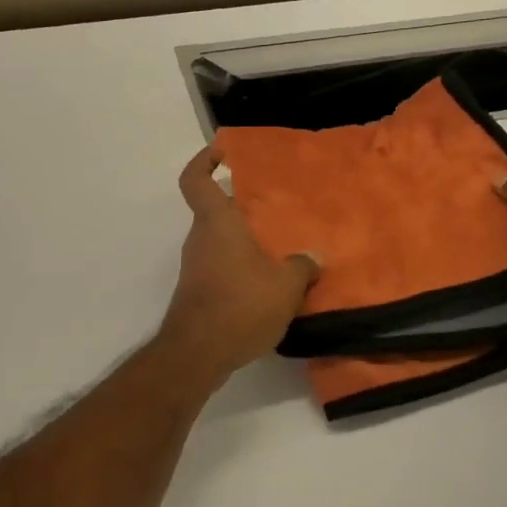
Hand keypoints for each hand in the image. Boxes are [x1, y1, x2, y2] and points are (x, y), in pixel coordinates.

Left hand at [160, 146, 318, 376]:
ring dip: (244, 243)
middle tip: (276, 212)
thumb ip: (302, 267)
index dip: (203, 160)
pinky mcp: (197, 293)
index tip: (222, 153)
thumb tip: (311, 258)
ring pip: (219, 242)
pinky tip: (268, 287)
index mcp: (216, 223)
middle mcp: (200, 239)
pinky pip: (221, 268)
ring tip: (281, 252)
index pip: (194, 179)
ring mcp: (195, 267)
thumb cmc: (240, 304)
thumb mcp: (286, 285)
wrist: (198, 353)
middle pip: (214, 212)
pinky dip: (240, 269)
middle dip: (242, 209)